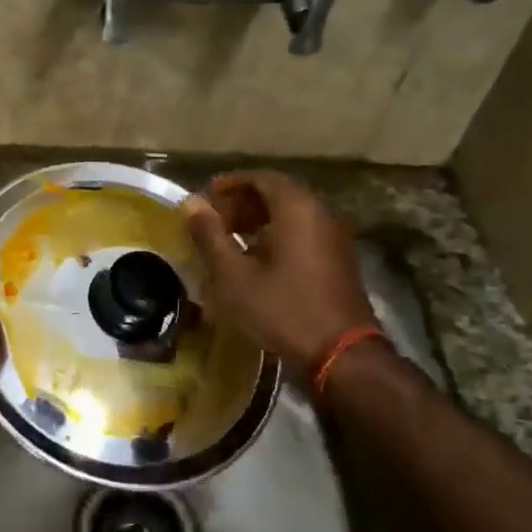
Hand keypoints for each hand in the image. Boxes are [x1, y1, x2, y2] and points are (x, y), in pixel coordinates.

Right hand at [183, 170, 375, 374]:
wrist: (341, 353)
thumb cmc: (283, 309)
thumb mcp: (235, 276)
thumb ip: (210, 236)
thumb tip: (191, 205)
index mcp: (296, 208)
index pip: (260, 177)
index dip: (229, 185)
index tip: (204, 201)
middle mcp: (319, 213)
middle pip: (276, 193)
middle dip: (241, 203)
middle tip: (213, 224)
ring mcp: (333, 236)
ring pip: (290, 214)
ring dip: (257, 221)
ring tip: (229, 242)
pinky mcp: (337, 259)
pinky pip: (302, 232)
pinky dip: (275, 235)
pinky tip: (255, 261)